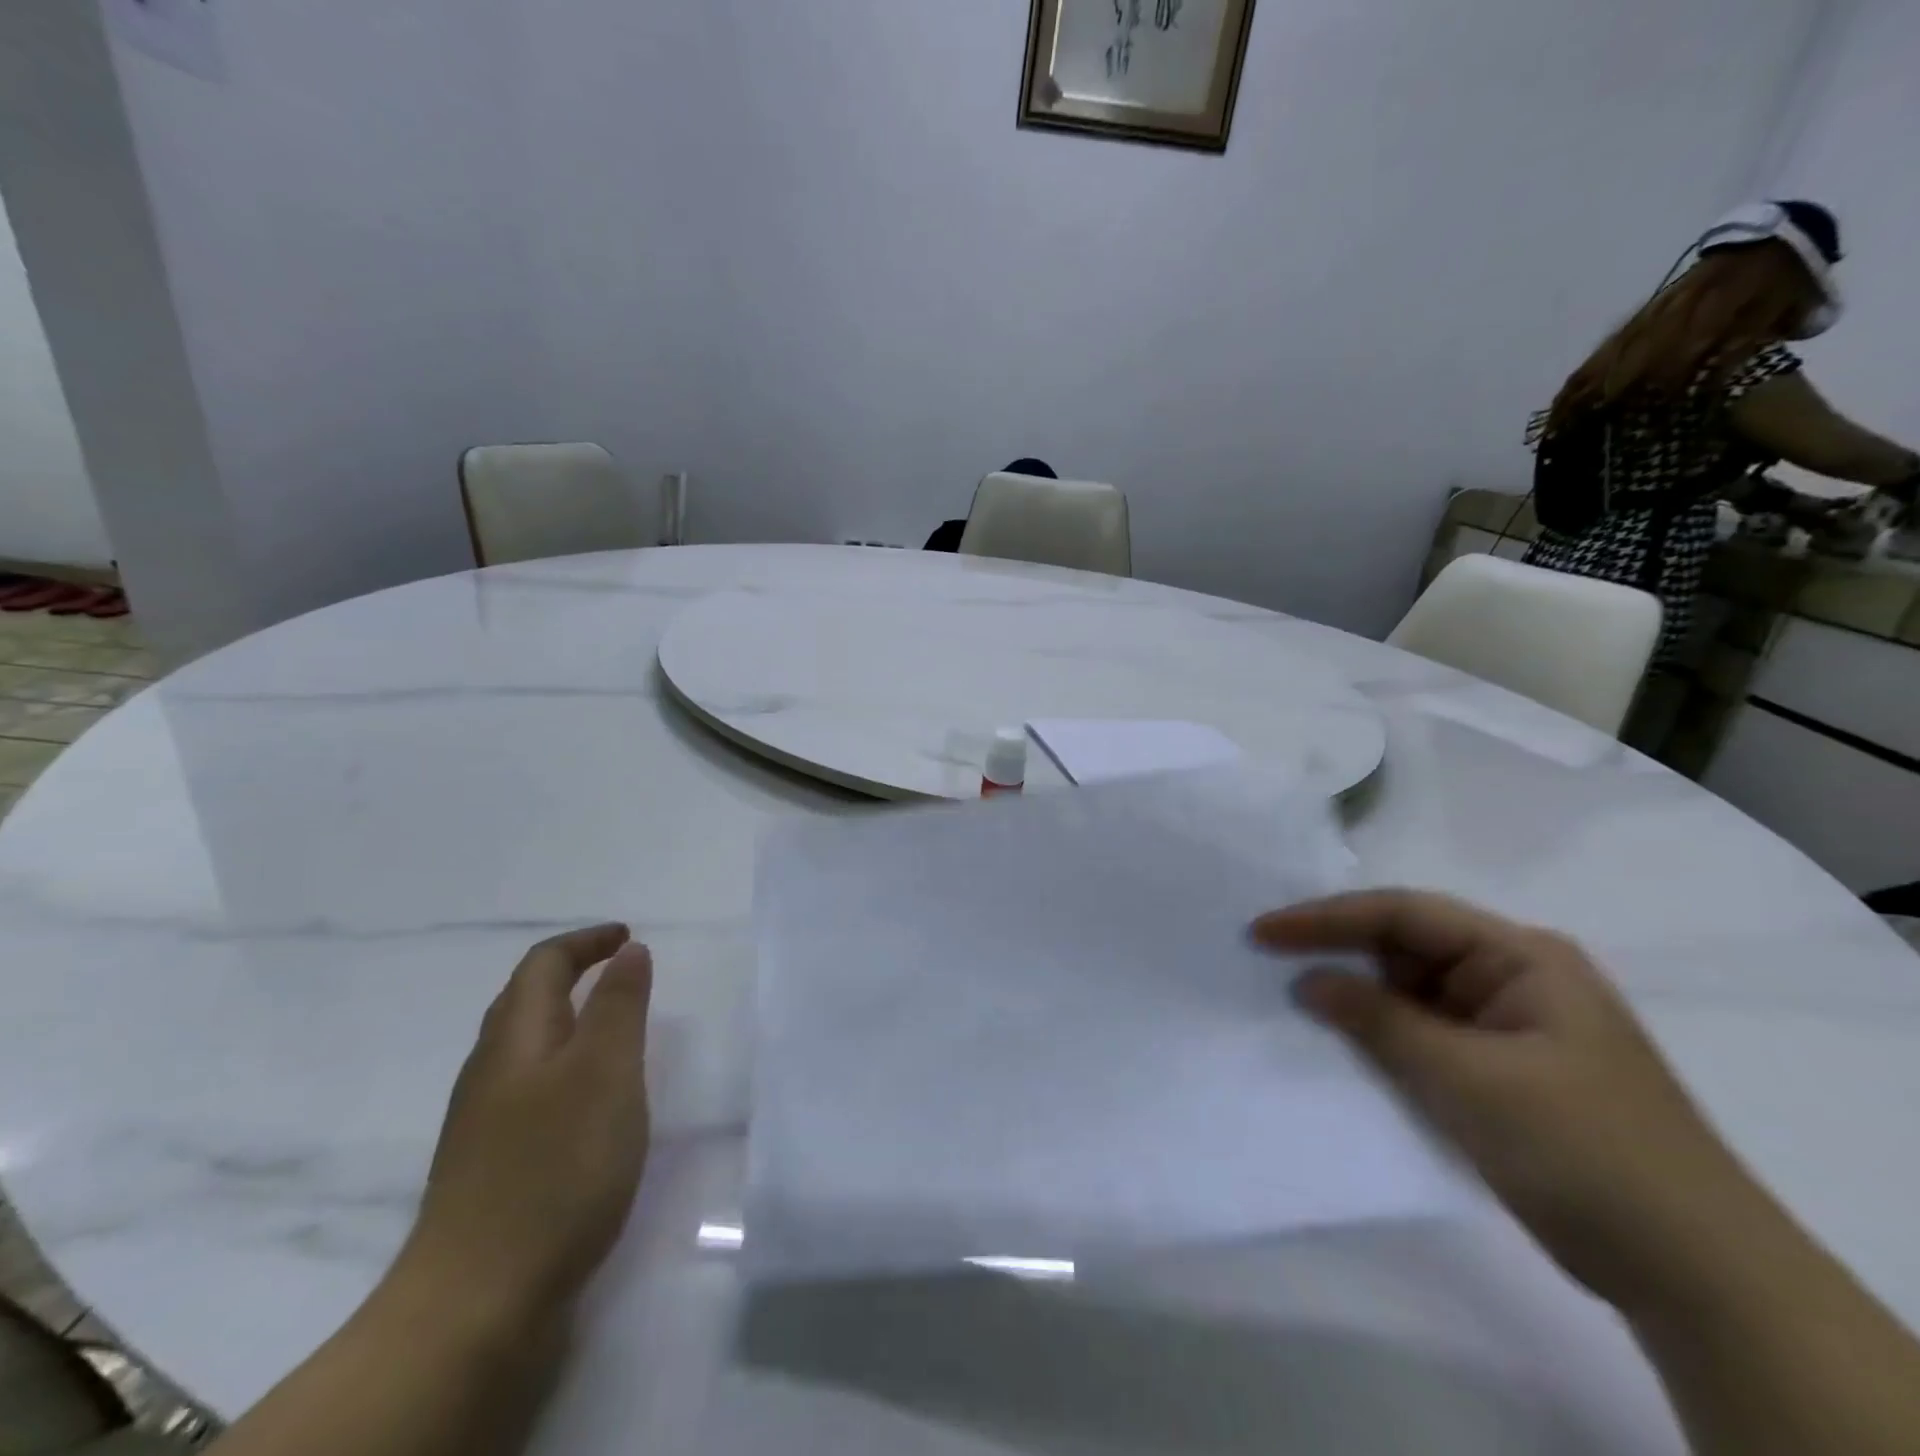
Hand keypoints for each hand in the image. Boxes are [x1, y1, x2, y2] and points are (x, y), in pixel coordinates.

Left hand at [395, 925, 653, 1327]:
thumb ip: (620, 1006)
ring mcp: (483, 1124)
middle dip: (571, 973)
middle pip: (524, 1001)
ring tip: (612, 1028)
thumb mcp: (605, 1071)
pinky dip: (563, 1067)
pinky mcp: (491, 1166)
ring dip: (567, 1020)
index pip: (543, 965)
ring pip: (525, 1048)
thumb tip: (628, 951)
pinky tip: (586, 1101)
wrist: (476, 1303)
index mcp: (515, 1039)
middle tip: (621, 970)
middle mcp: (490, 1071)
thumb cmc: (554, 1167)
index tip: (629, 937)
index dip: (586, 941)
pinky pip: (529, 1089)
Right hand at [1253, 891, 1758, 1309]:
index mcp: (1520, 956)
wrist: (1696, 1275)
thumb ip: (1379, 1021)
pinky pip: (1421, 1035)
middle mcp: (1512, 977)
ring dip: (1355, 999)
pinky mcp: (1497, 1071)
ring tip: (1287, 1001)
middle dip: (1337, 952)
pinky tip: (1338, 1046)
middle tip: (1264, 961)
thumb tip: (1306, 981)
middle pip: (1403, 946)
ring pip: (1407, 992)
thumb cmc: (1584, 1150)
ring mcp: (1505, 1025)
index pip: (1403, 914)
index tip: (1262, 933)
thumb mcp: (1469, 1079)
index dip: (1326, 918)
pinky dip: (1378, 1038)